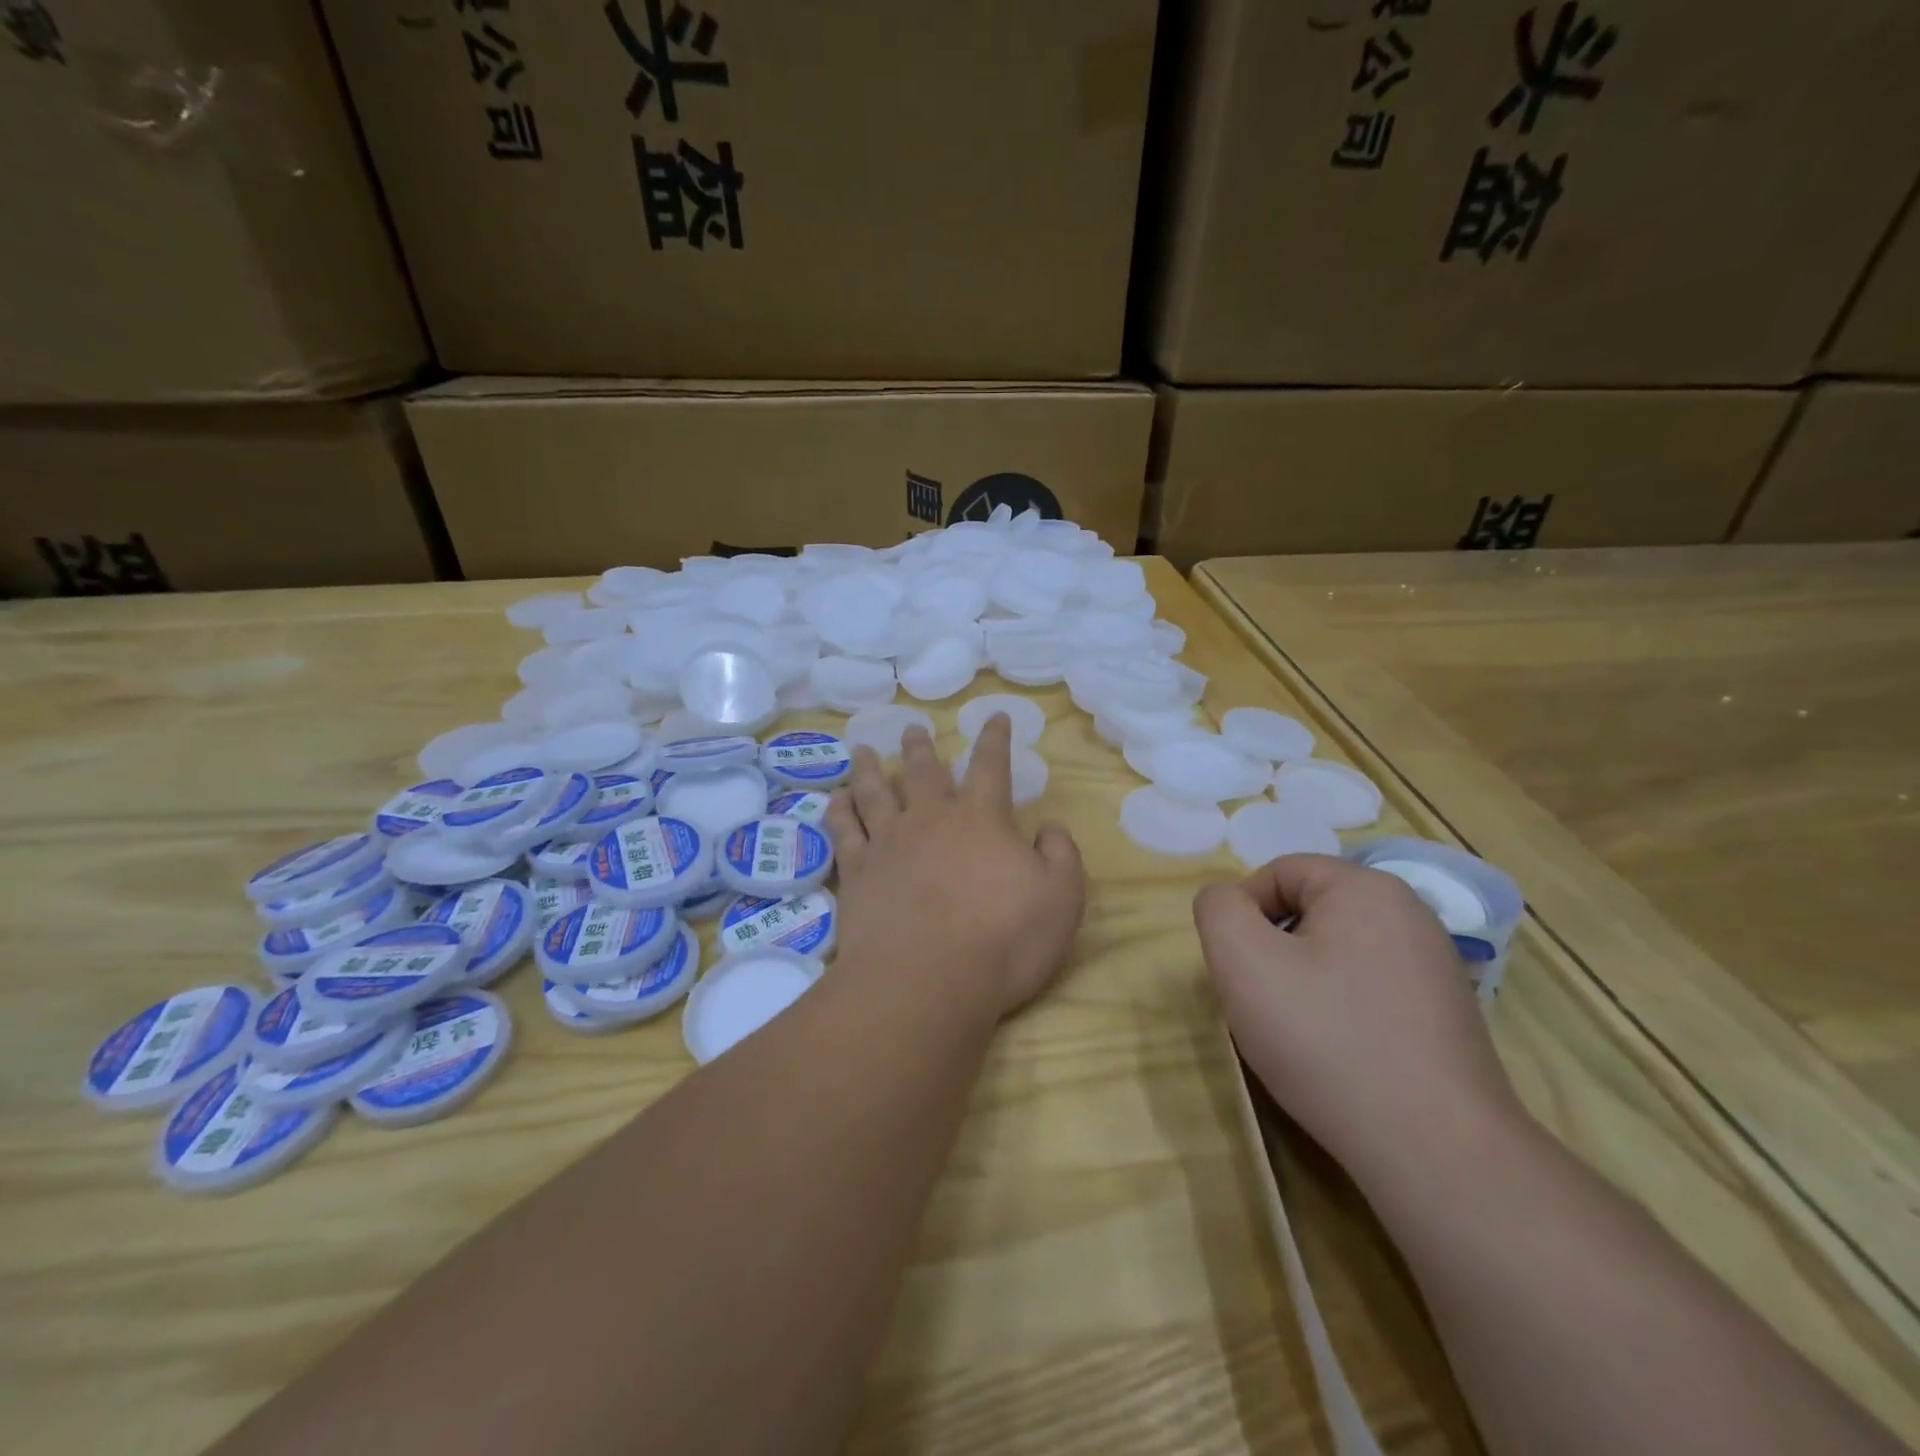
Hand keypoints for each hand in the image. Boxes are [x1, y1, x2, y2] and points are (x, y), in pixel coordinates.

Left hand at [827, 715, 1085, 1021]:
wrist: (926, 980)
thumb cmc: (1004, 939)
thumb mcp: (1061, 898)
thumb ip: (1060, 855)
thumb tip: (1050, 827)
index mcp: (981, 819)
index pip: (991, 766)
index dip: (995, 739)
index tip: (995, 716)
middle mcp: (930, 819)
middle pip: (924, 771)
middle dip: (921, 747)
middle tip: (912, 727)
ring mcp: (888, 843)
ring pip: (875, 792)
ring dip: (869, 769)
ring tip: (860, 749)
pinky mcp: (857, 872)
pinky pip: (843, 831)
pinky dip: (838, 811)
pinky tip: (834, 798)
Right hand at [1193, 854, 1524, 1190]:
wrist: (1435, 1150)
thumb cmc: (1326, 1039)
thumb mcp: (1242, 960)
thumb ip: (1218, 909)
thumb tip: (1228, 902)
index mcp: (1366, 888)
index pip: (1279, 872)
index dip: (1243, 913)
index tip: (1237, 969)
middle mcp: (1410, 914)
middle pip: (1309, 910)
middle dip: (1272, 949)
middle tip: (1261, 1002)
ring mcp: (1435, 967)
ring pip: (1336, 952)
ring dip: (1302, 981)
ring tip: (1297, 1034)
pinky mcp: (1446, 1015)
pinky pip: (1369, 989)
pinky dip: (1340, 1010)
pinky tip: (1337, 1055)